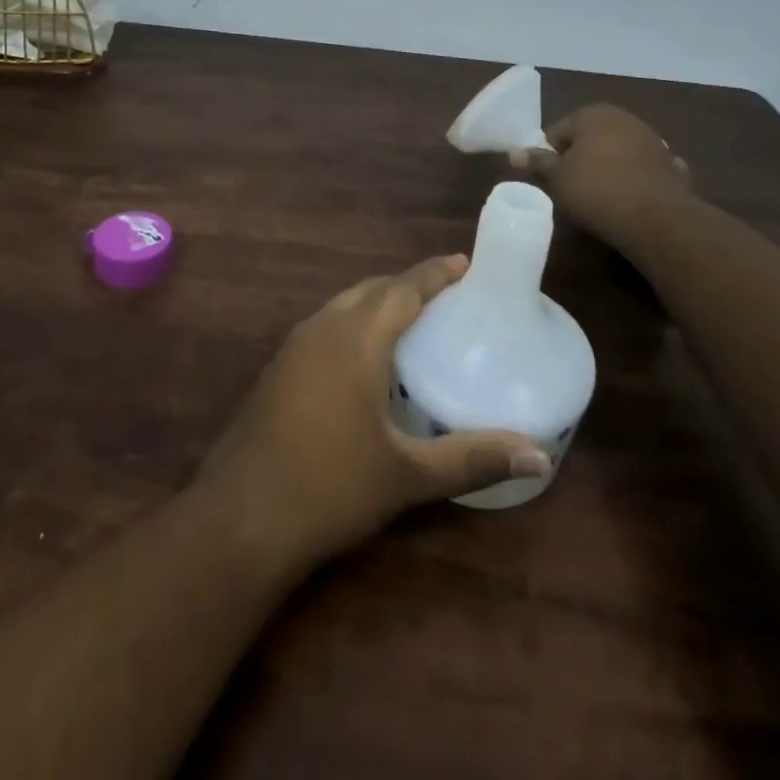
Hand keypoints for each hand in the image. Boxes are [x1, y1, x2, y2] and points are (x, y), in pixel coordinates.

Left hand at [196, 255, 549, 572]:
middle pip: (371, 290)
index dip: (434, 273)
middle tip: (445, 296)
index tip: (463, 263)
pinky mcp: (278, 369)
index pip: (402, 288)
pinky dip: (354, 325)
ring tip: (411, 323)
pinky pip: (325, 327)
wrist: (241, 516)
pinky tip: (366, 361)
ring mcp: (293, 347)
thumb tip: (538, 455)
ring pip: (344, 306)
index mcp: (356, 338)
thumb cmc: (331, 487)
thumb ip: (472, 459)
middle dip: (407, 285)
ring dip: (377, 304)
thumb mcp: (407, 475)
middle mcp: (322, 328)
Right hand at [511, 104, 695, 253]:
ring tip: (597, 197)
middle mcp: (624, 118)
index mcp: (593, 114)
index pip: (558, 131)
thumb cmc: (596, 190)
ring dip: (607, 168)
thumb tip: (515, 153)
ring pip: (617, 152)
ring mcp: (652, 140)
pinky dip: (635, 180)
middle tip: (569, 188)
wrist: (657, 219)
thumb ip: (537, 162)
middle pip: (589, 138)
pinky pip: (642, 170)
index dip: (549, 155)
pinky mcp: (670, 165)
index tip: (548, 179)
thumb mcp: (557, 178)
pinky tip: (630, 198)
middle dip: (579, 159)